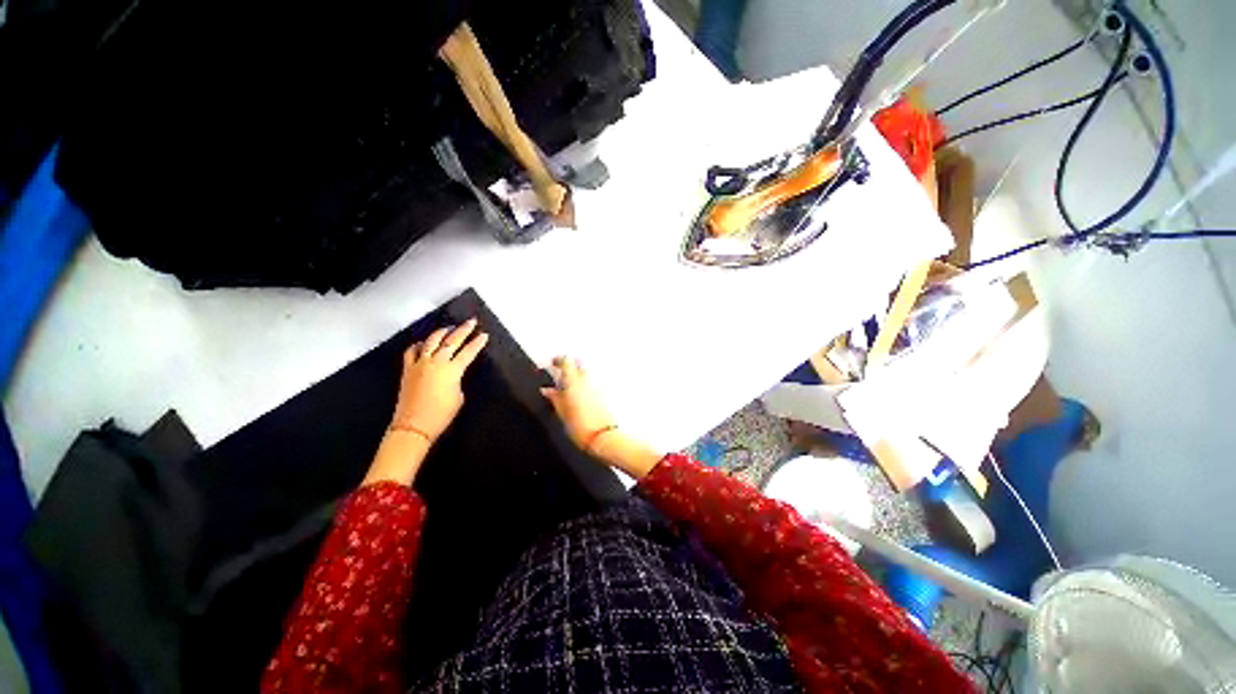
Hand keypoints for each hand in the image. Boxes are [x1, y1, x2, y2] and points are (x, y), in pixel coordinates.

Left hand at [392, 319, 488, 441]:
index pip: (468, 352)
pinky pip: (412, 351)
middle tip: (471, 322)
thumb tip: (452, 374)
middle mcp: (436, 363)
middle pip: (451, 341)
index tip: (484, 335)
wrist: (414, 426)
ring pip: (431, 341)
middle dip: (463, 330)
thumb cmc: (441, 415)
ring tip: (449, 328)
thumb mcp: (458, 396)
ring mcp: (420, 364)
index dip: (478, 343)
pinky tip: (424, 343)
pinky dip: (419, 344)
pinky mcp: (408, 369)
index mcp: (452, 370)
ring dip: (442, 332)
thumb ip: (457, 380)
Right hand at [540, 356, 663, 478]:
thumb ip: (554, 398)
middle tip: (562, 373)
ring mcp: (598, 386)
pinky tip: (582, 396)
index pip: (566, 361)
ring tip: (571, 387)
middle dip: (571, 365)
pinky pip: (594, 384)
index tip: (553, 363)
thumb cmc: (581, 427)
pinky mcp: (605, 395)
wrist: (602, 437)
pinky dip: (587, 386)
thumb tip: (547, 391)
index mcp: (574, 382)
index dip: (558, 360)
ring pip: (587, 373)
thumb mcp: (561, 412)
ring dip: (579, 376)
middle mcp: (588, 380)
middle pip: (579, 364)